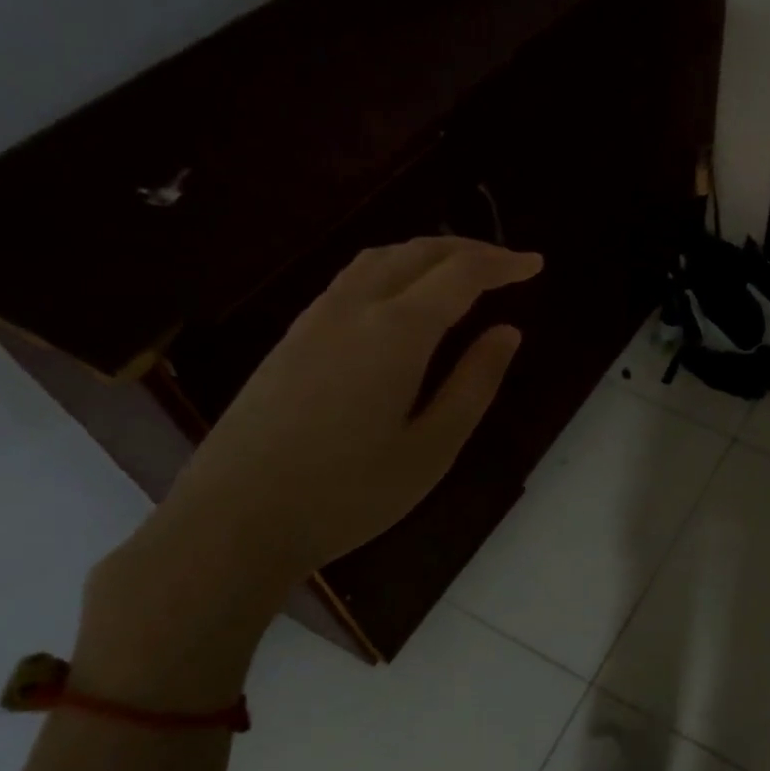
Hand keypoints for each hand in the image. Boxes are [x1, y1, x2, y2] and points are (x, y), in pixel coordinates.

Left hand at [154, 236, 542, 591]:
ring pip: (378, 259)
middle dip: (468, 249)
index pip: (460, 275)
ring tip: (459, 272)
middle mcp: (354, 308)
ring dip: (426, 253)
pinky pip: (351, 280)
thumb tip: (507, 332)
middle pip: (417, 252)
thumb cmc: (347, 494)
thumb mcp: (431, 448)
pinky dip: (392, 270)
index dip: (502, 264)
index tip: (535, 264)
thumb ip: (473, 384)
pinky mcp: (291, 338)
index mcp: (396, 332)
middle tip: (506, 264)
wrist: (234, 520)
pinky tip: (400, 300)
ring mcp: (314, 319)